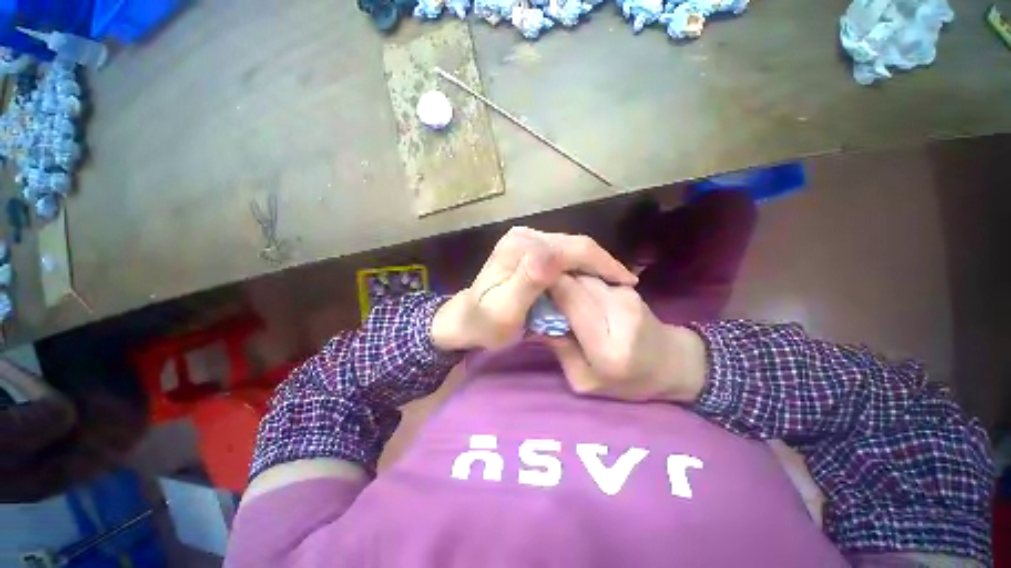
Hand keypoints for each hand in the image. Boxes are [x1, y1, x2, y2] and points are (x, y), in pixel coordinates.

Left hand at [431, 228, 636, 350]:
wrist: (464, 320)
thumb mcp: (504, 312)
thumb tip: (553, 254)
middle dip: (602, 264)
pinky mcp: (527, 247)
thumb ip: (527, 282)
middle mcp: (524, 235)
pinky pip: (562, 253)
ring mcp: (525, 239)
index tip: (626, 285)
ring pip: (571, 248)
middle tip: (623, 286)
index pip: (572, 249)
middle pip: (574, 245)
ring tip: (611, 284)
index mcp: (521, 247)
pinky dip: (579, 266)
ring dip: (593, 265)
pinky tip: (589, 280)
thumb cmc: (484, 324)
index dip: (603, 265)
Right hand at [544, 274, 707, 402]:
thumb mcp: (584, 381)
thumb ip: (560, 349)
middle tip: (538, 294)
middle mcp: (620, 312)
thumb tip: (537, 317)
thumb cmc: (627, 382)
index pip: (569, 298)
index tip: (528, 291)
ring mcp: (627, 295)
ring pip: (582, 276)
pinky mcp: (628, 287)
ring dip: (565, 283)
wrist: (673, 364)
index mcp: (607, 345)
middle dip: (552, 283)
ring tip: (556, 296)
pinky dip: (579, 284)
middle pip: (574, 281)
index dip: (545, 287)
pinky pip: (593, 279)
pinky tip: (577, 297)